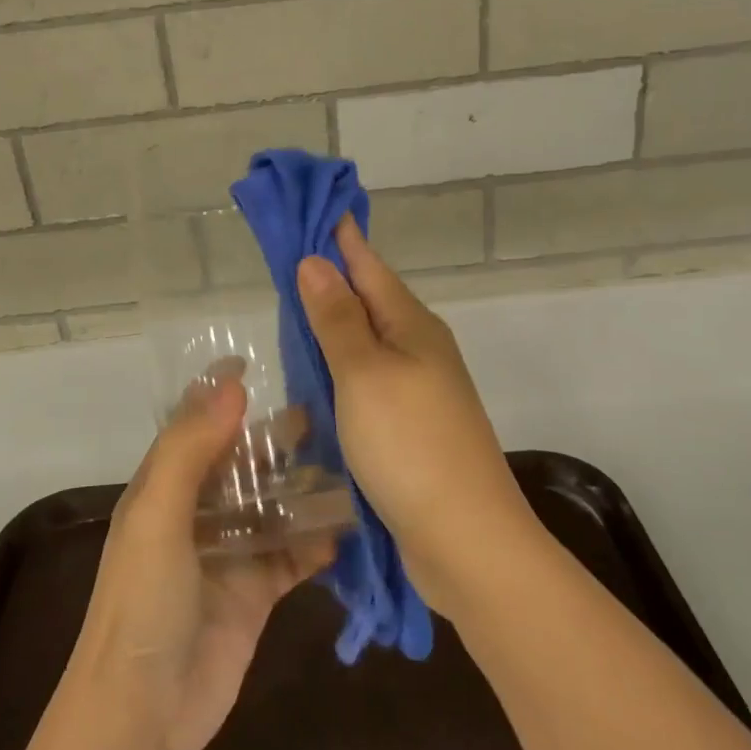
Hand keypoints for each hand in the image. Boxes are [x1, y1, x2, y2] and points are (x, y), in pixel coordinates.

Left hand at [68, 374, 334, 749]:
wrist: (143, 714)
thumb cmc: (141, 602)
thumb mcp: (157, 515)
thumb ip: (191, 449)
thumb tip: (231, 385)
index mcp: (164, 487)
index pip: (196, 426)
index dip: (221, 395)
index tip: (258, 365)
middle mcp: (197, 513)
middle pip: (243, 463)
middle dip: (277, 440)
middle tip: (328, 414)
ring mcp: (229, 553)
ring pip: (273, 505)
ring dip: (304, 487)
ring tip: (351, 462)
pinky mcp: (256, 592)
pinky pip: (292, 554)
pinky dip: (316, 541)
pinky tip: (346, 528)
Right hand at [296, 216, 539, 615]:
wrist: (466, 540)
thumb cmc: (411, 445)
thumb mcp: (365, 374)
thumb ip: (338, 319)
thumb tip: (316, 260)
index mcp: (412, 325)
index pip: (367, 264)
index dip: (338, 236)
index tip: (307, 209)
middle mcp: (420, 349)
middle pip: (368, 301)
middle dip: (330, 279)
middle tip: (284, 261)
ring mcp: (418, 390)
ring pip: (366, 344)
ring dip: (333, 327)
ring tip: (291, 313)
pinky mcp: (410, 428)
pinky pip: (367, 383)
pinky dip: (339, 372)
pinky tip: (316, 381)